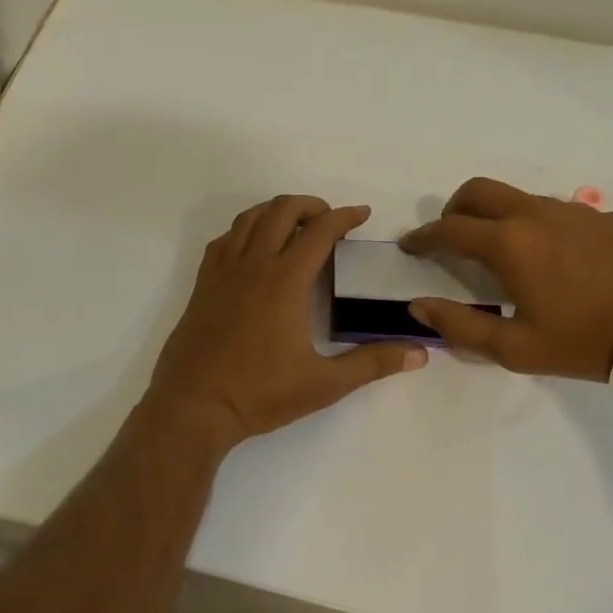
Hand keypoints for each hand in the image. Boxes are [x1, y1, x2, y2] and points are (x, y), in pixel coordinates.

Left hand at [146, 196, 427, 447]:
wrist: (192, 406)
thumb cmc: (259, 394)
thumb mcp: (324, 384)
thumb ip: (372, 363)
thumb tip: (420, 352)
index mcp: (285, 281)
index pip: (319, 232)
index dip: (344, 217)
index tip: (362, 215)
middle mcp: (253, 265)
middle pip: (281, 211)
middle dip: (310, 205)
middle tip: (330, 219)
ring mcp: (222, 273)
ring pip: (248, 219)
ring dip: (275, 211)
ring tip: (294, 224)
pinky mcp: (202, 286)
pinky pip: (223, 241)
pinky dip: (243, 230)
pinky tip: (252, 248)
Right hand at [400, 177, 612, 380]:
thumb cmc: (588, 339)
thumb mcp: (517, 348)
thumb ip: (461, 326)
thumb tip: (418, 306)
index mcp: (509, 244)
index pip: (449, 228)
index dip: (423, 237)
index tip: (410, 246)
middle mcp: (534, 214)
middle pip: (478, 191)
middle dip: (454, 208)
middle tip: (449, 236)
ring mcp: (571, 210)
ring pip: (516, 197)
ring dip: (493, 214)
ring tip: (498, 251)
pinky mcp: (600, 216)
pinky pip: (550, 208)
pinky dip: (529, 221)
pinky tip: (547, 256)